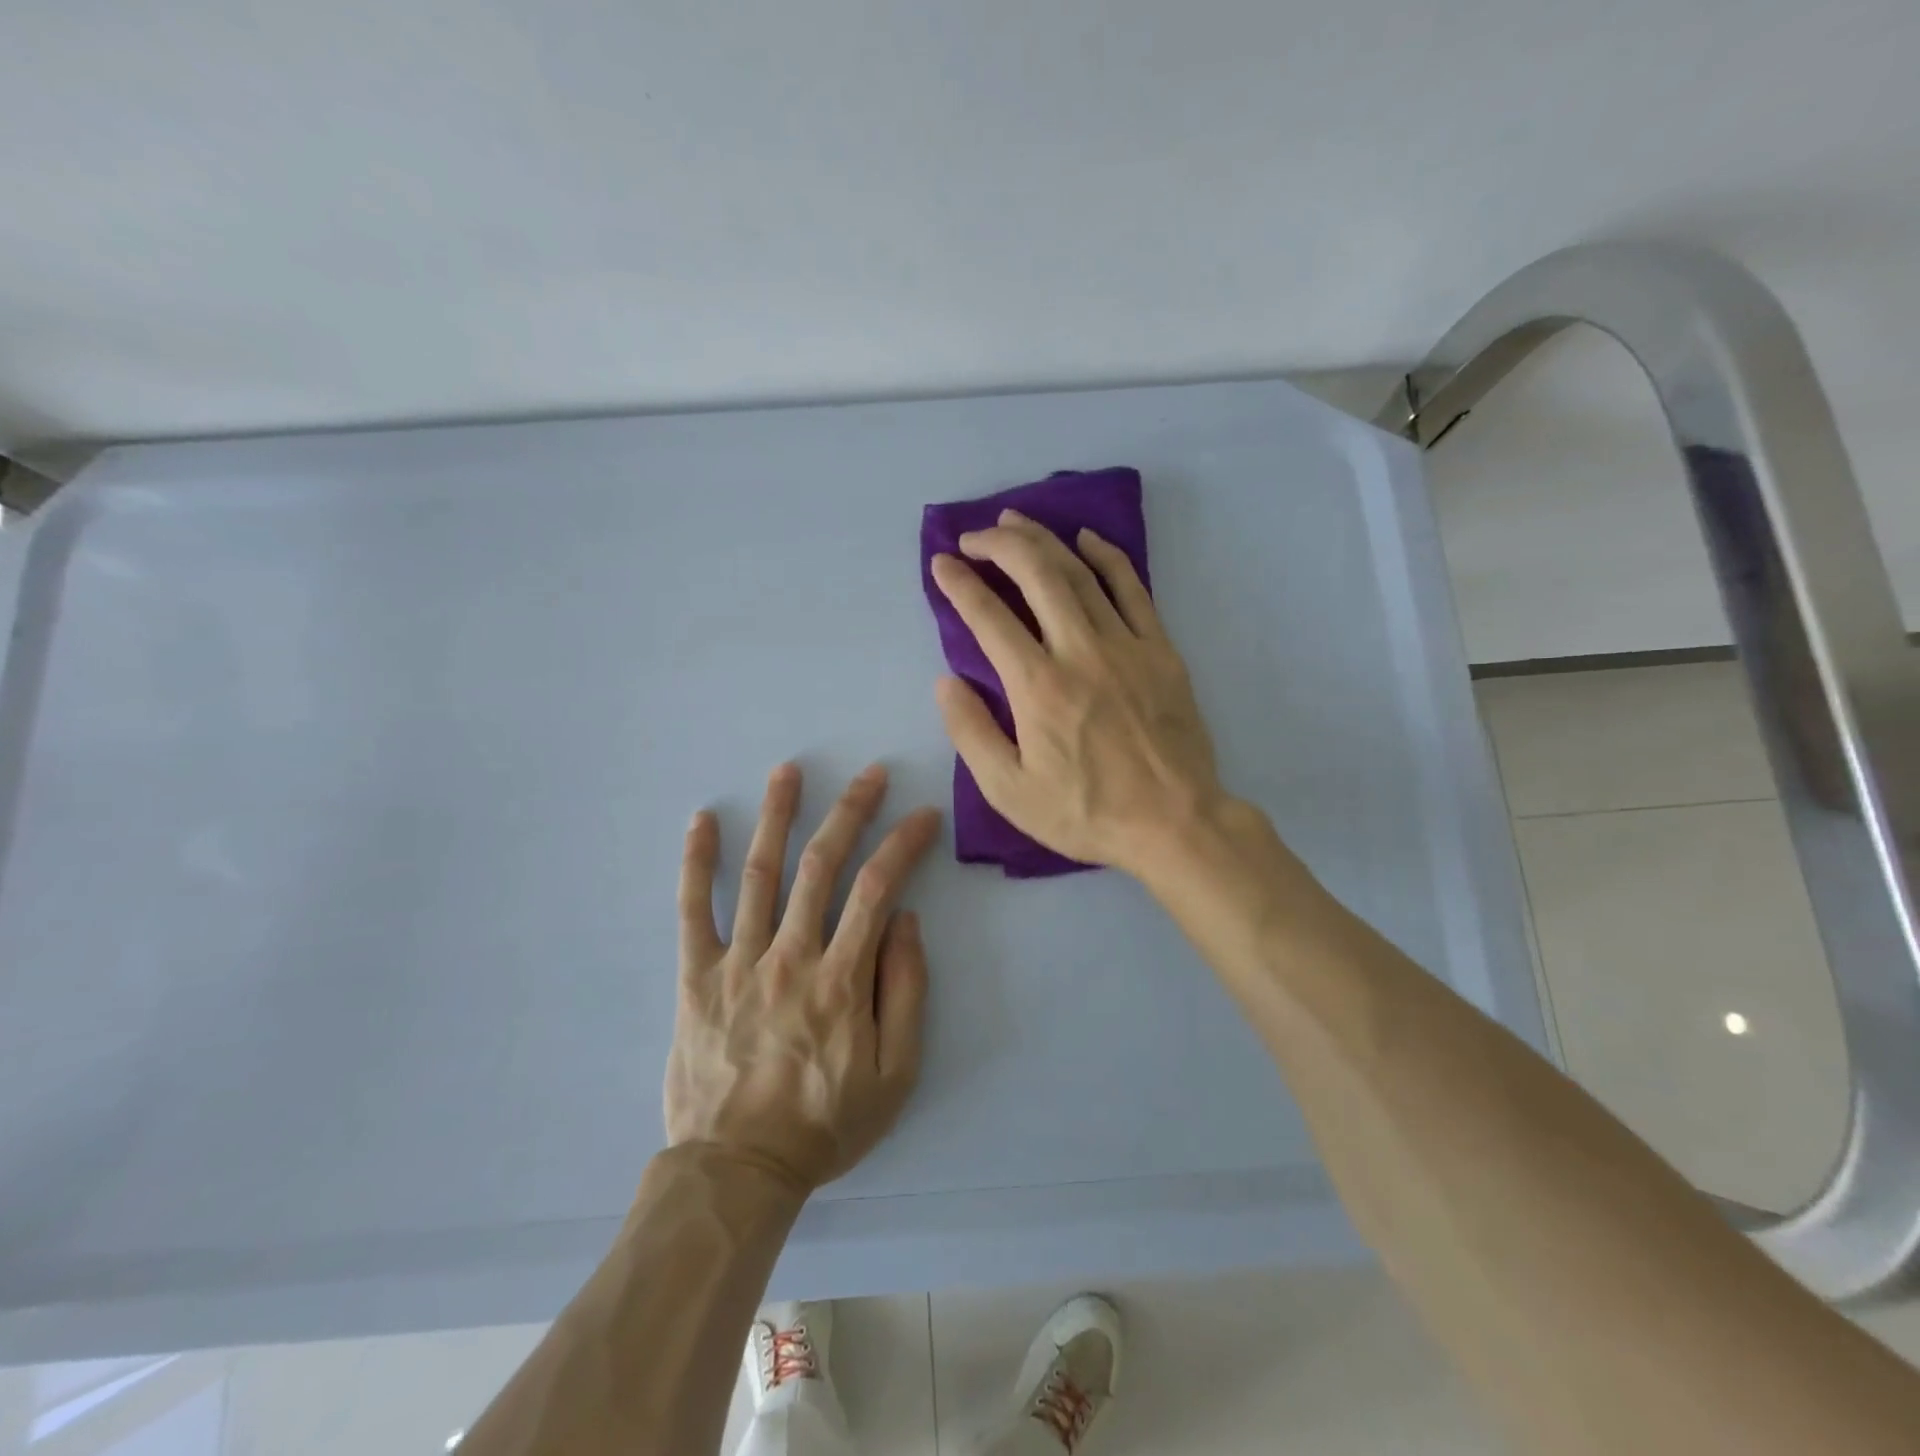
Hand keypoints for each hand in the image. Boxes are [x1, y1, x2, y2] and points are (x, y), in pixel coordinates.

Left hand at [665, 763, 941, 1192]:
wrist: (738, 1169)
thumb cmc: (825, 1123)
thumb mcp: (894, 1074)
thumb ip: (905, 991)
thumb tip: (904, 921)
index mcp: (841, 979)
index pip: (878, 889)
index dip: (903, 844)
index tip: (923, 815)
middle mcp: (790, 955)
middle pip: (821, 865)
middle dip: (850, 811)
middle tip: (870, 774)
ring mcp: (738, 961)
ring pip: (760, 873)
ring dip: (776, 816)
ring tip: (788, 771)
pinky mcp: (696, 976)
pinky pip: (692, 910)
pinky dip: (697, 862)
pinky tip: (702, 820)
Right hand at [930, 510, 1222, 875]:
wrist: (1175, 823)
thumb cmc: (1087, 812)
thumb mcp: (1010, 791)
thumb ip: (971, 732)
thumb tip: (946, 681)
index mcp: (1037, 686)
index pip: (989, 617)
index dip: (960, 584)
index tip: (942, 564)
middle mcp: (1079, 651)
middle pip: (1036, 574)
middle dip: (999, 544)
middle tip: (973, 536)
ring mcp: (1125, 644)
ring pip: (1079, 572)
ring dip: (1043, 539)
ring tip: (1014, 522)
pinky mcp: (1160, 649)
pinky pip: (1132, 588)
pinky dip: (1107, 557)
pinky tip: (1086, 539)